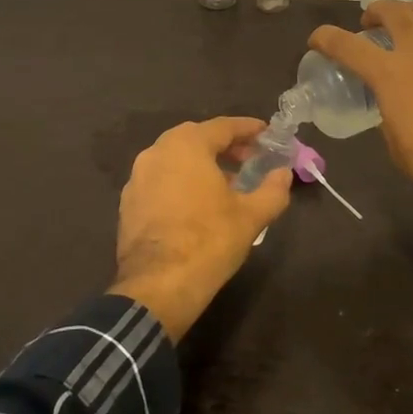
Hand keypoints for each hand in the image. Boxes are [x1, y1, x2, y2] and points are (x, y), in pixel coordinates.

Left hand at [110, 117, 292, 339]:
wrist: (157, 287)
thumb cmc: (209, 241)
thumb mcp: (251, 216)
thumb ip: (273, 190)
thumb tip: (284, 174)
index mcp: (186, 145)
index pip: (223, 126)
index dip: (248, 129)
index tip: (267, 133)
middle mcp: (157, 152)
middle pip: (196, 138)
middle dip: (225, 145)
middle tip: (249, 159)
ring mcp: (137, 177)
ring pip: (175, 159)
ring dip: (202, 164)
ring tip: (226, 184)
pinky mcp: (128, 203)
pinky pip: (161, 180)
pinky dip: (181, 182)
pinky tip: (197, 204)